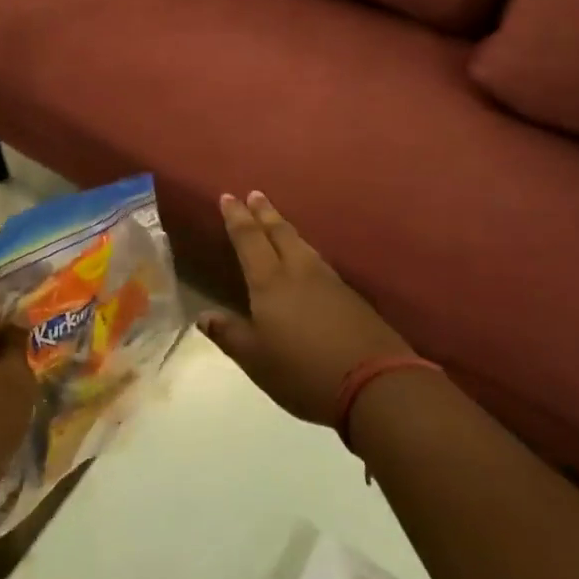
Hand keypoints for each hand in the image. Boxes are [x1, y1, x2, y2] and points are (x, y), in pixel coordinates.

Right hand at [201, 191, 411, 425]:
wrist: (375, 384)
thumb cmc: (303, 371)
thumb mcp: (256, 360)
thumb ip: (230, 334)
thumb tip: (204, 315)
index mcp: (270, 282)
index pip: (249, 240)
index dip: (236, 218)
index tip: (228, 196)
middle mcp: (299, 272)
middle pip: (279, 233)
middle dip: (264, 213)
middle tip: (255, 194)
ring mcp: (329, 282)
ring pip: (302, 244)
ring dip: (286, 228)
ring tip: (277, 221)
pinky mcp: (350, 297)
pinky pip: (319, 261)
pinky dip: (305, 250)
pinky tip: (307, 258)